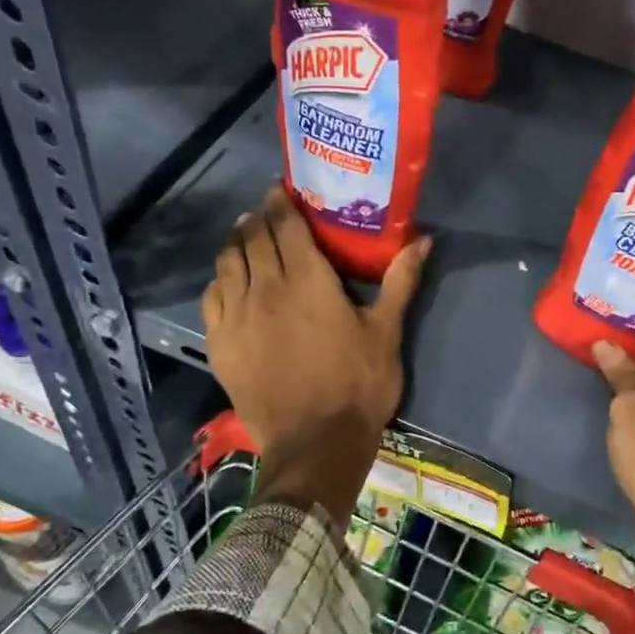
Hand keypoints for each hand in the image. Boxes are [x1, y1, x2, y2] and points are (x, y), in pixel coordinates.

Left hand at [201, 184, 429, 517]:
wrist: (315, 445)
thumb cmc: (358, 385)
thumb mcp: (386, 332)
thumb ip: (400, 281)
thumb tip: (423, 240)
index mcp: (307, 281)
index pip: (285, 226)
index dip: (280, 203)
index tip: (280, 189)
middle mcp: (265, 289)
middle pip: (252, 239)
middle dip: (257, 219)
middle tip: (266, 212)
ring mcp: (236, 318)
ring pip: (227, 264)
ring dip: (236, 244)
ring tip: (244, 236)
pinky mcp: (220, 345)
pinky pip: (211, 298)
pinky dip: (219, 280)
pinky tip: (227, 281)